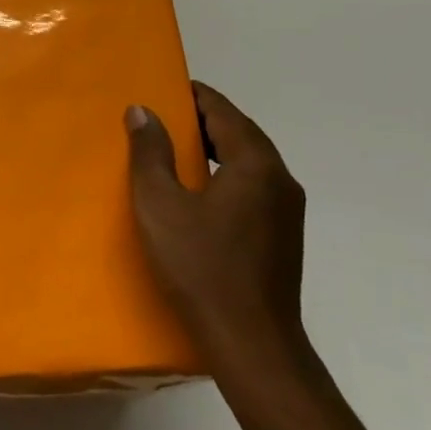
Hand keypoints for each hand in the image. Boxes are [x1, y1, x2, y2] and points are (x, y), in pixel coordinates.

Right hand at [126, 84, 308, 386]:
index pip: (224, 111)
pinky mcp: (283, 235)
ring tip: (175, 150)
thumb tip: (143, 110)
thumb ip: (150, 152)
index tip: (162, 88)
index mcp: (255, 164)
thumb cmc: (200, 266)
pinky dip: (226, 174)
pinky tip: (199, 192)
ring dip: (216, 148)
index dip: (193, 96)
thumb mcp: (159, 204)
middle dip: (203, 120)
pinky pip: (253, 186)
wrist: (251, 341)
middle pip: (241, 133)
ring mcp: (287, 210)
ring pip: (249, 161)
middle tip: (162, 117)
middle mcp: (280, 179)